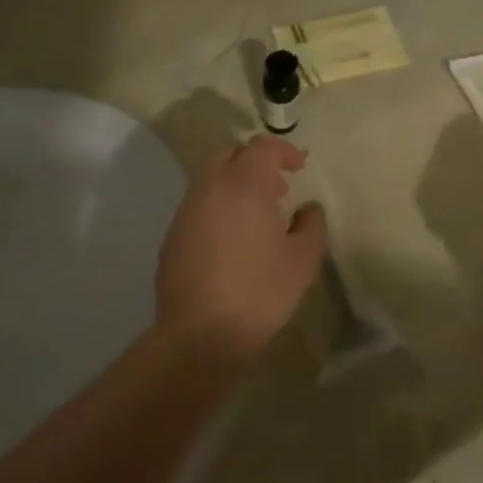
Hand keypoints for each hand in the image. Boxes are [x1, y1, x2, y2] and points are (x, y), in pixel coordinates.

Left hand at [156, 135, 328, 358]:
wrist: (200, 334)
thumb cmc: (259, 292)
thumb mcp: (302, 261)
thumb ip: (311, 226)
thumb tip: (308, 209)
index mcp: (244, 186)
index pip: (261, 147)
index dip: (283, 150)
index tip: (299, 167)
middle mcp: (210, 189)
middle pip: (230, 155)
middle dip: (255, 162)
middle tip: (277, 188)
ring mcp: (186, 212)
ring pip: (210, 180)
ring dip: (235, 186)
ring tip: (257, 217)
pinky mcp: (172, 236)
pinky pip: (198, 207)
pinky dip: (218, 208)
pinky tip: (232, 241)